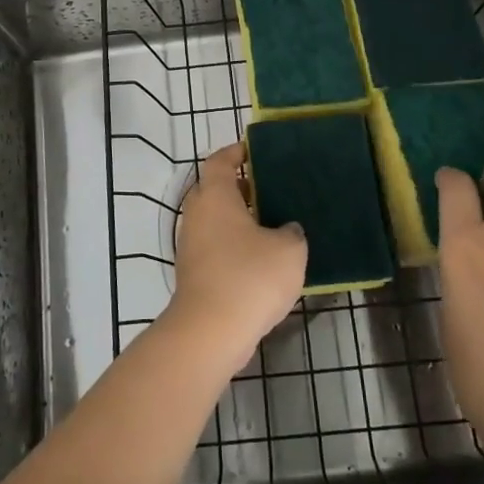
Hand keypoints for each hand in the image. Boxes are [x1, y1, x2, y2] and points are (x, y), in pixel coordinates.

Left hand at [164, 144, 306, 366]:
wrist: (210, 331)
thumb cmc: (249, 277)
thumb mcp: (289, 250)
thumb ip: (292, 232)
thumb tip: (285, 229)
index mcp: (215, 195)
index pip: (220, 160)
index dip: (237, 152)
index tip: (256, 151)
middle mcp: (197, 213)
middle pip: (216, 189)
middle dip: (242, 188)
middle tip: (274, 189)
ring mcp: (191, 244)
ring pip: (216, 219)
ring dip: (239, 219)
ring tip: (273, 225)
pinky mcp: (193, 272)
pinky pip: (215, 245)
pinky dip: (234, 244)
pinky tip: (261, 260)